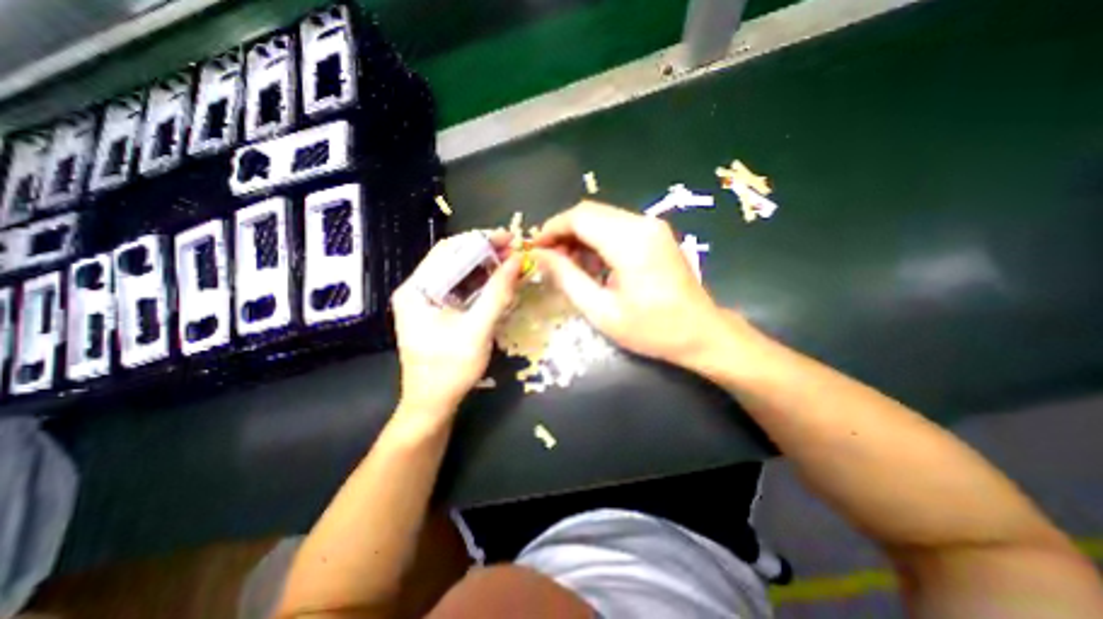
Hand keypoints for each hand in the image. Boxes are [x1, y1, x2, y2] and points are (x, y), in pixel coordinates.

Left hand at [392, 230, 522, 416]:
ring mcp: (427, 300)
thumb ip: (497, 293)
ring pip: (460, 273)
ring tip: (512, 263)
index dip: (481, 240)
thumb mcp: (478, 329)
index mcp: (417, 289)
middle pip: (454, 259)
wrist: (433, 403)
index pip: (449, 250)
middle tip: (515, 251)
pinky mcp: (438, 311)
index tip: (510, 238)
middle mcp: (418, 288)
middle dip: (486, 253)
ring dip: (486, 267)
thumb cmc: (450, 369)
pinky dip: (482, 283)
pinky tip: (500, 282)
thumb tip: (517, 261)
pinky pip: (462, 288)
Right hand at [535, 202, 730, 367]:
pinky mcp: (656, 234)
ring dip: (580, 236)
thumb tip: (540, 255)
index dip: (552, 228)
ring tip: (569, 265)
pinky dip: (597, 240)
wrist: (701, 333)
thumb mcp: (601, 311)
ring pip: (602, 217)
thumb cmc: (651, 329)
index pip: (579, 217)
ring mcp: (652, 226)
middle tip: (550, 259)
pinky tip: (593, 264)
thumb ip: (567, 278)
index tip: (536, 249)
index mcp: (630, 242)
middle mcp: (642, 223)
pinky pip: (617, 226)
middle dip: (564, 232)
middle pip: (590, 212)